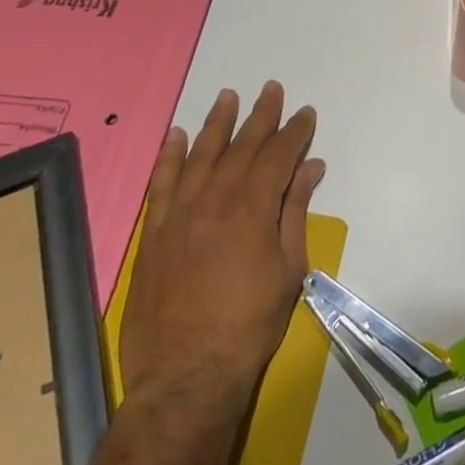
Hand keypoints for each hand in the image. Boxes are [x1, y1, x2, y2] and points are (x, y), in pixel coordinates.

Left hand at [118, 82, 324, 408]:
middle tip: (271, 89)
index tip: (305, 113)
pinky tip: (175, 135)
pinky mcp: (154, 234)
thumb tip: (310, 167)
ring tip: (228, 96)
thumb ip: (295, 211)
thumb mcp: (288, 267)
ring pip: (201, 154)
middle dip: (261, 115)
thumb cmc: (250, 323)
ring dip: (217, 123)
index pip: (279, 154)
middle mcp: (216, 198)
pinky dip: (168, 156)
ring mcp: (180, 214)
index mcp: (253, 206)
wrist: (186, 375)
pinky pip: (161, 184)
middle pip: (242, 145)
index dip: (294, 131)